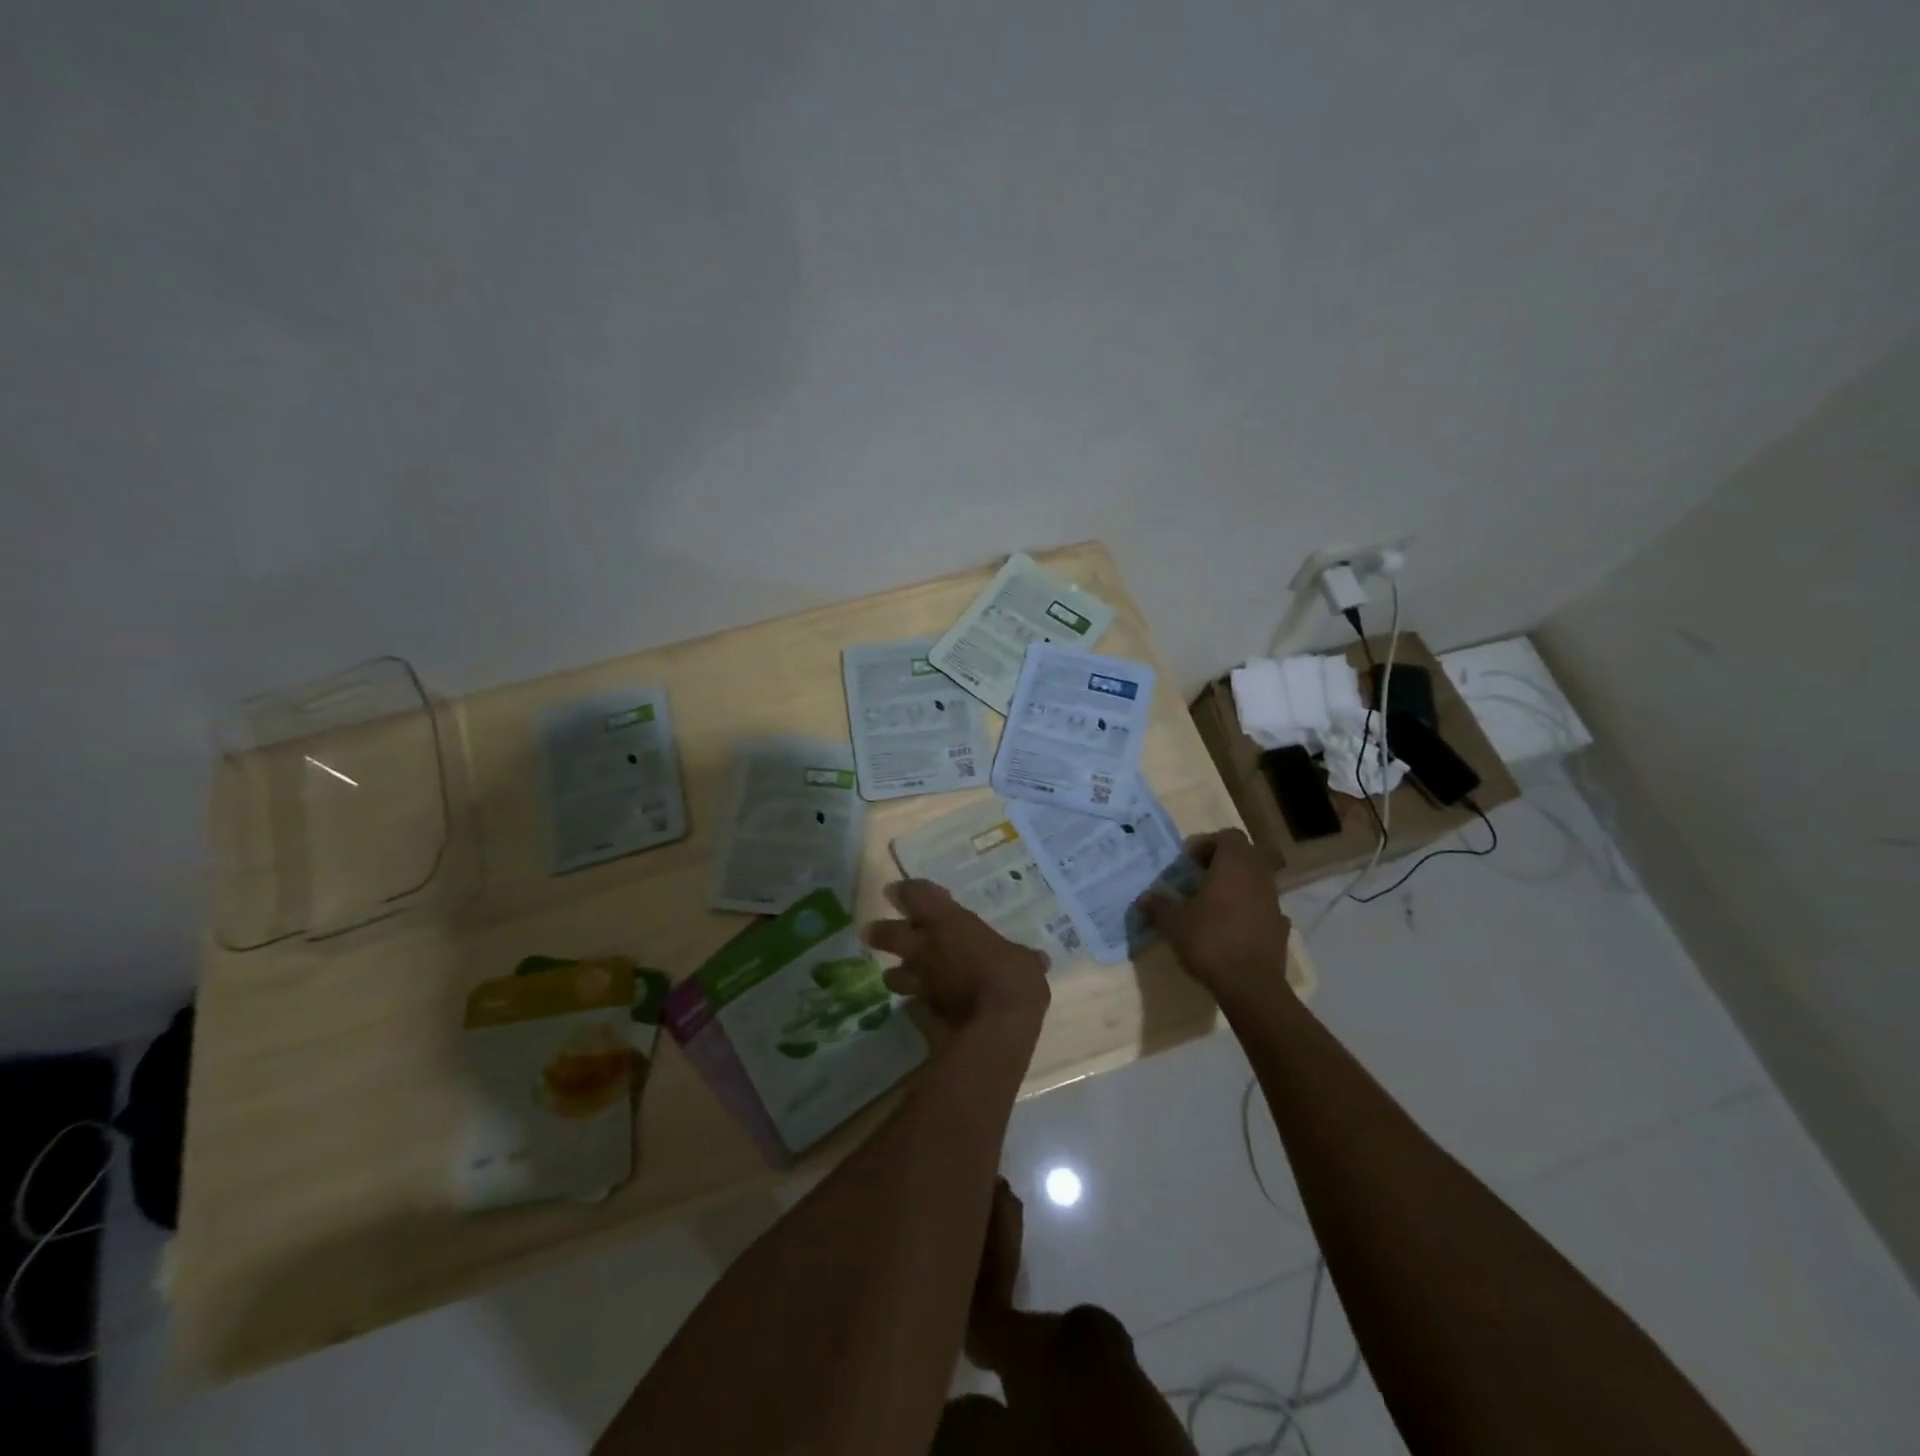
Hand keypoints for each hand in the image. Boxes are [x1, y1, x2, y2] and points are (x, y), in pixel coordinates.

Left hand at [863, 880, 1049, 1034]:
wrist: (996, 1028)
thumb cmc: (1012, 978)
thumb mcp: (1024, 961)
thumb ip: (1024, 958)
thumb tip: (1037, 960)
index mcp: (948, 921)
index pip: (916, 894)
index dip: (908, 891)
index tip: (904, 891)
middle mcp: (926, 946)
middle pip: (886, 932)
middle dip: (880, 931)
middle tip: (875, 931)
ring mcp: (920, 980)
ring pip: (891, 974)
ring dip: (896, 973)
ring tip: (902, 976)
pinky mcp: (921, 1011)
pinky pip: (911, 1003)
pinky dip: (916, 1003)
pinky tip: (925, 1007)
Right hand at [1142, 829, 1289, 1002]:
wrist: (1250, 985)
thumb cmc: (1210, 940)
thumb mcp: (1173, 922)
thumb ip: (1159, 905)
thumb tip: (1145, 898)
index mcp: (1234, 865)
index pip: (1229, 836)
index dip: (1208, 844)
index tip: (1189, 862)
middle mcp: (1258, 877)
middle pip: (1247, 855)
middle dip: (1224, 862)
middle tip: (1201, 878)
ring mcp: (1274, 902)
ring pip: (1257, 881)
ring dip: (1237, 886)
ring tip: (1213, 905)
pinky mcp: (1281, 928)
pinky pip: (1263, 908)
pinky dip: (1249, 911)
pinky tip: (1232, 928)